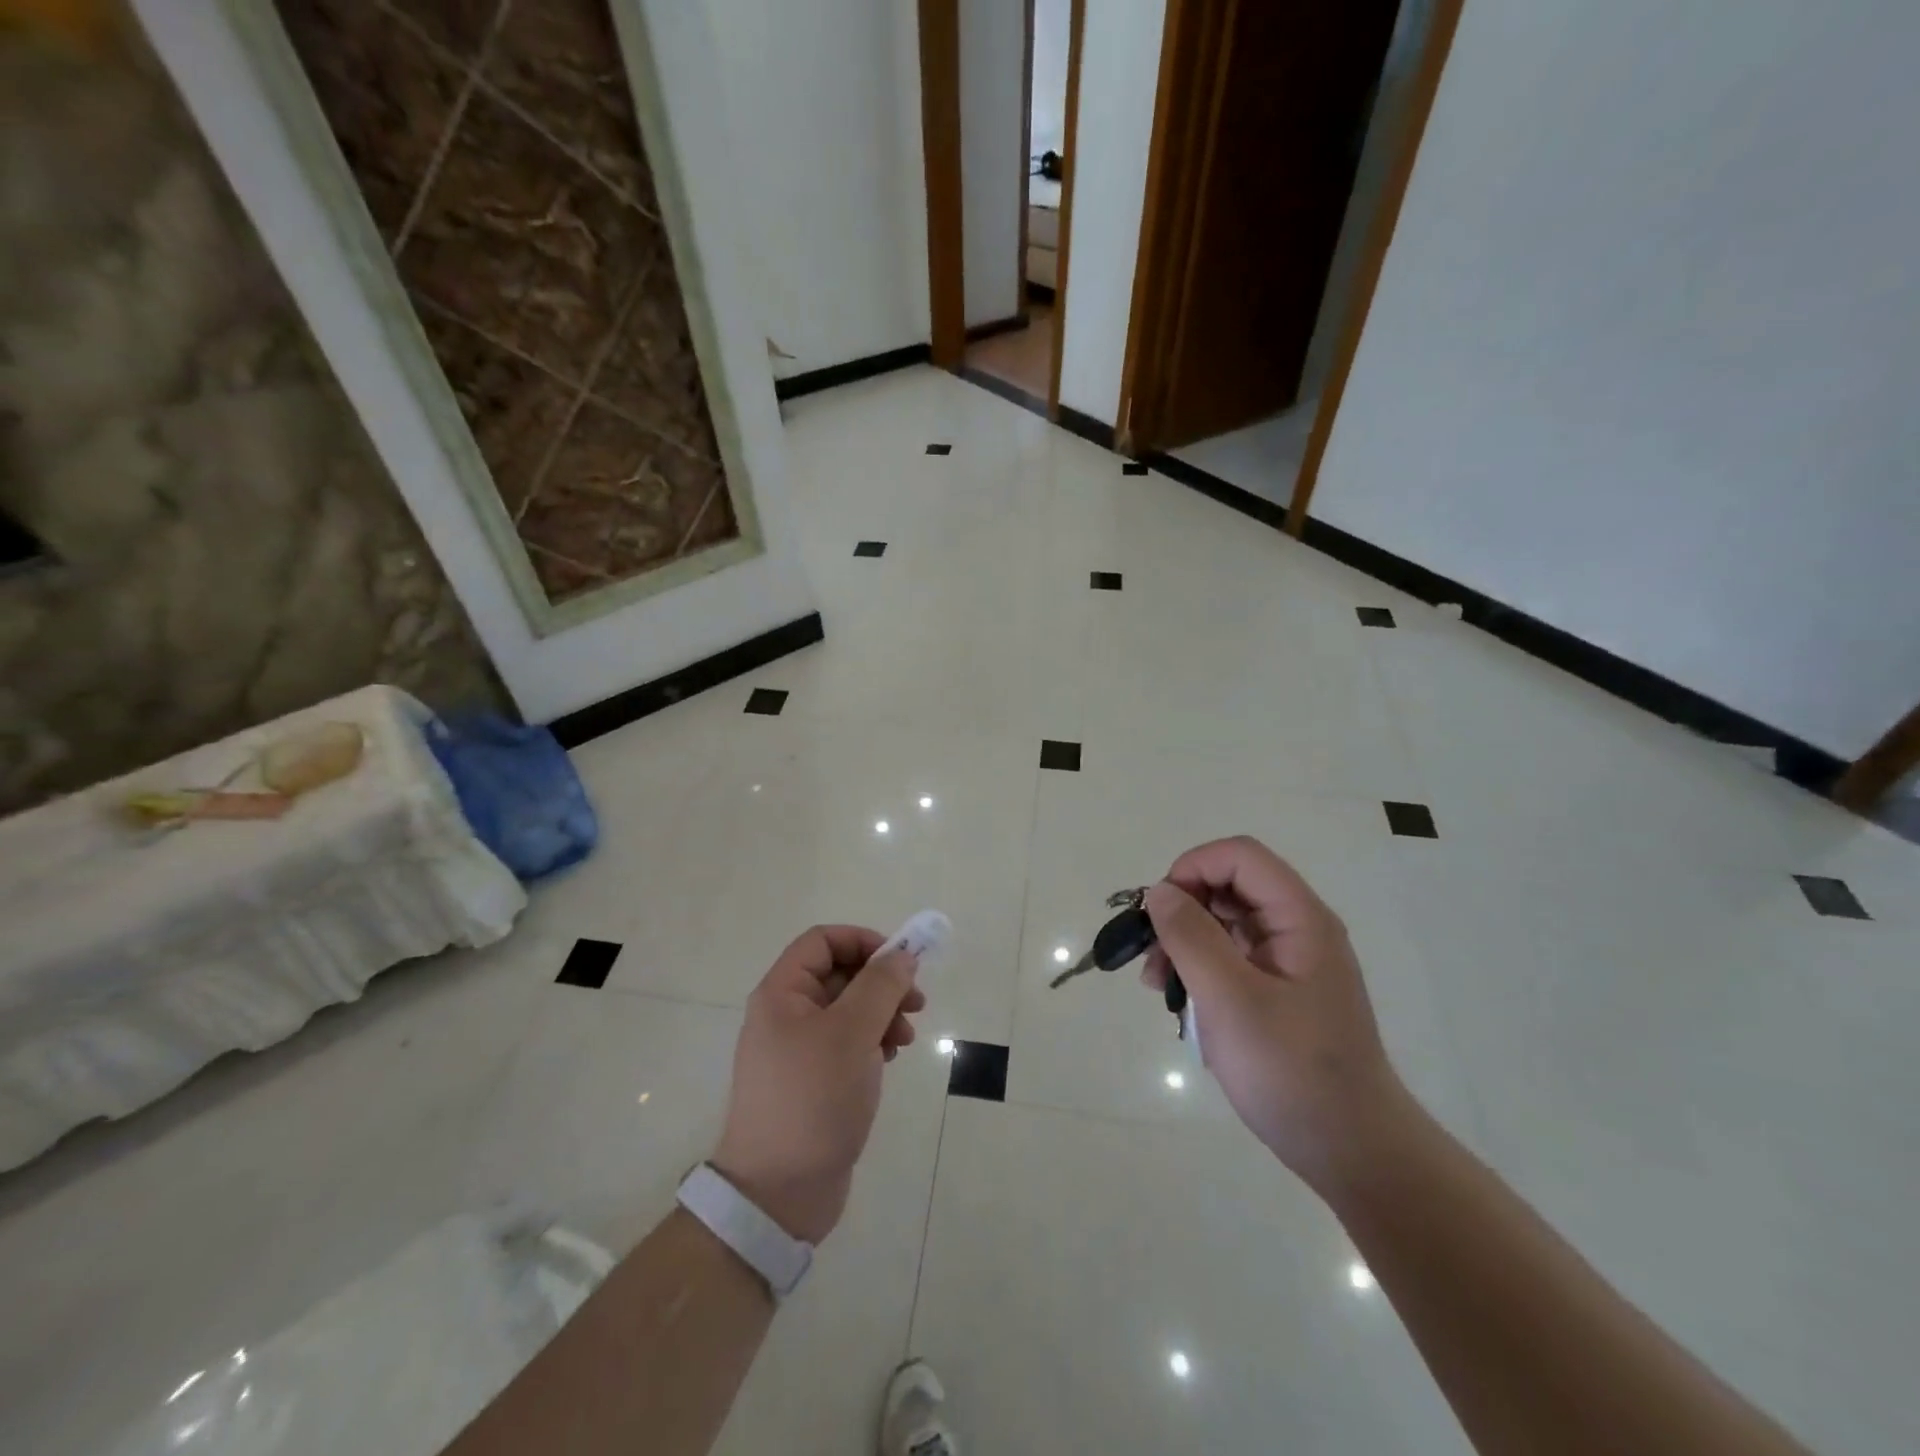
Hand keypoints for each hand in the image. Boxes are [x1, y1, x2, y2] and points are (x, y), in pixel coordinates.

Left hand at [712, 926, 925, 1243]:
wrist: (779, 1193)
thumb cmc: (813, 1099)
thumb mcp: (852, 1033)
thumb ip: (880, 986)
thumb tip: (902, 955)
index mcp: (782, 993)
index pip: (823, 941)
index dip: (863, 941)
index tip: (900, 962)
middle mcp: (786, 1014)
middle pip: (840, 974)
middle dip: (881, 983)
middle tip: (916, 1003)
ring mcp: (799, 1049)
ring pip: (848, 1009)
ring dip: (882, 1014)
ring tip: (904, 1040)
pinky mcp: (814, 1080)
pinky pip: (847, 1042)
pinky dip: (872, 1042)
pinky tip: (889, 1061)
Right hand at [1142, 837, 1410, 1192]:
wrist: (1351, 1151)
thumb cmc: (1292, 1071)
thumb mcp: (1231, 999)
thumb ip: (1191, 937)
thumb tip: (1159, 892)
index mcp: (1300, 919)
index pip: (1239, 857)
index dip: (1193, 867)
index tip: (1159, 910)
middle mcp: (1296, 929)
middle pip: (1228, 886)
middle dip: (1181, 909)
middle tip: (1150, 953)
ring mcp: (1286, 961)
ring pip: (1222, 922)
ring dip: (1183, 941)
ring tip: (1156, 983)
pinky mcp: (1276, 990)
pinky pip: (1228, 956)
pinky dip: (1197, 967)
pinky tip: (1177, 998)